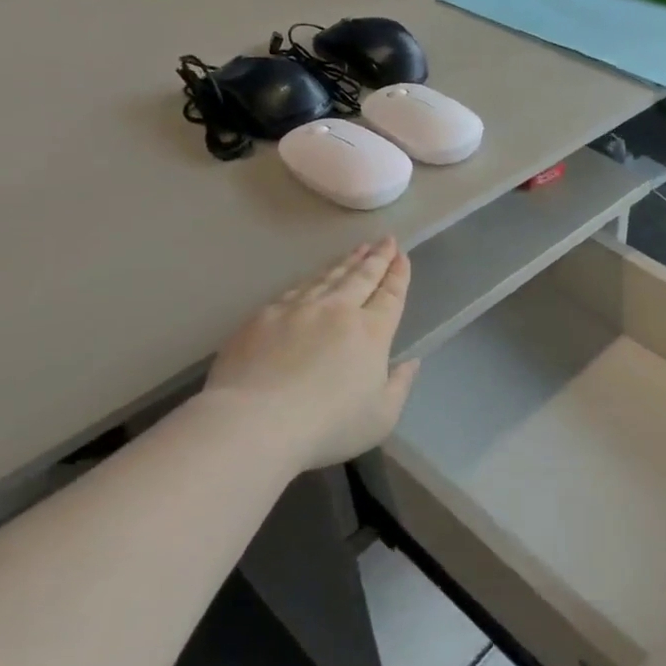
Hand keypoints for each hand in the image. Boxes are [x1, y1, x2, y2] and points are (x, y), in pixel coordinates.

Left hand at [202, 239, 419, 474]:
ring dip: (346, 262)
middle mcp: (338, 310)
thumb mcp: (381, 417)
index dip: (398, 275)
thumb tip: (410, 363)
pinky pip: (295, 289)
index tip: (402, 256)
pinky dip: (312, 278)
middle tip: (386, 240)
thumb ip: (400, 386)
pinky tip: (313, 277)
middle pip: (361, 277)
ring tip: (357, 249)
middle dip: (377, 257)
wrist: (255, 422)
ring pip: (328, 277)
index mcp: (371, 332)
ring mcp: (298, 309)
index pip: (390, 295)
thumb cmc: (327, 425)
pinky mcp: (264, 316)